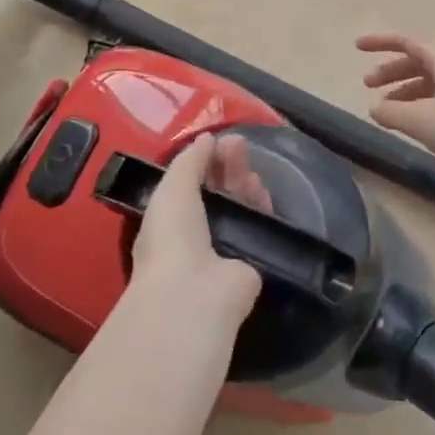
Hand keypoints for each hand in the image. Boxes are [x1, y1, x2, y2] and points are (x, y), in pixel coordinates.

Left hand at [129, 133, 267, 320]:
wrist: (194, 295)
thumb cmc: (172, 237)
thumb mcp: (172, 188)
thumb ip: (189, 161)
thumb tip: (206, 138)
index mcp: (170, 219)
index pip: (191, 183)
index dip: (205, 161)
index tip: (222, 141)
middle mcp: (195, 234)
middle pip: (217, 192)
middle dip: (228, 168)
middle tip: (242, 146)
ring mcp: (223, 250)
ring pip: (239, 208)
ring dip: (245, 186)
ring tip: (253, 174)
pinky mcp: (250, 264)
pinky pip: (257, 229)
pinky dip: (261, 210)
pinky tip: (264, 195)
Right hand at [357, 34, 434, 180]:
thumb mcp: (420, 120)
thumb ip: (391, 112)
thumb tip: (374, 108)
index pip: (407, 42)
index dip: (381, 42)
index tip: (357, 47)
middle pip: (418, 61)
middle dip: (391, 70)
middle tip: (368, 85)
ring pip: (429, 82)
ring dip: (404, 91)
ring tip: (386, 110)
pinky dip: (419, 105)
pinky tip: (412, 124)